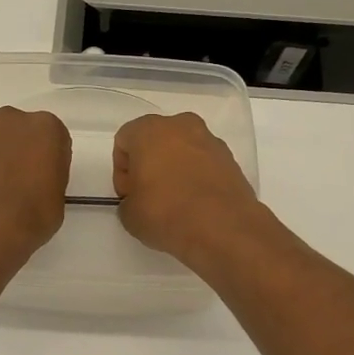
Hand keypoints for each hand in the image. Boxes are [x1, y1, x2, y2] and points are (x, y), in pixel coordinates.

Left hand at [0, 107, 70, 272]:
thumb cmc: (29, 218)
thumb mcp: (57, 200)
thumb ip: (48, 178)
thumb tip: (34, 181)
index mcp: (44, 128)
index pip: (53, 139)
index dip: (48, 162)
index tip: (43, 182)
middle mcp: (9, 121)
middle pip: (18, 133)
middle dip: (18, 152)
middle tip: (18, 185)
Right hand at [113, 112, 265, 268]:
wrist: (223, 228)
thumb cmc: (166, 212)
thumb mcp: (129, 214)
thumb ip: (128, 200)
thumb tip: (139, 201)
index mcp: (150, 130)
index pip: (124, 141)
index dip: (122, 170)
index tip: (129, 194)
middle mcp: (181, 126)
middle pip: (155, 141)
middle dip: (149, 164)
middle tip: (148, 195)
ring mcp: (210, 141)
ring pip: (182, 150)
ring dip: (175, 169)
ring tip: (175, 202)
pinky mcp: (231, 160)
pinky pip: (204, 164)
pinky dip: (197, 178)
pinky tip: (196, 204)